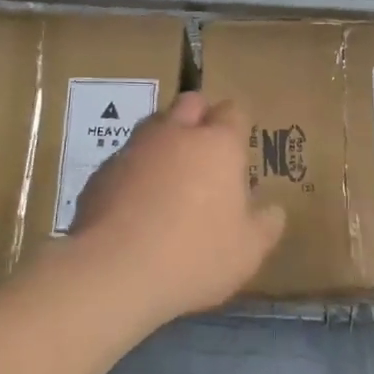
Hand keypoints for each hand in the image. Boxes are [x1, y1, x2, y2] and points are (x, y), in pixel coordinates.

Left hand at [66, 92, 286, 322]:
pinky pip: (125, 159)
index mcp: (218, 145)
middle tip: (206, 152)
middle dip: (200, 117)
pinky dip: (135, 171)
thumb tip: (273, 210)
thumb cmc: (194, 255)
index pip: (233, 112)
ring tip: (170, 179)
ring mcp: (133, 149)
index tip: (239, 149)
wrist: (112, 271)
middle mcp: (175, 134)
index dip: (237, 126)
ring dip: (165, 141)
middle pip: (190, 103)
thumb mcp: (248, 251)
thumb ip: (266, 225)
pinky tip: (136, 205)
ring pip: (153, 126)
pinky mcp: (101, 172)